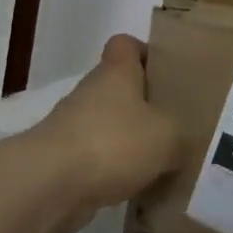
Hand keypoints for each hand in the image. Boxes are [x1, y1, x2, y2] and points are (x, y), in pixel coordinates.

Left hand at [32, 35, 181, 232]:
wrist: (50, 183)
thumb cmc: (113, 143)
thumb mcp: (167, 137)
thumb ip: (181, 136)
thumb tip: (181, 144)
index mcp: (116, 72)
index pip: (126, 44)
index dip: (146, 53)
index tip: (167, 74)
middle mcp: (92, 91)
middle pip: (120, 87)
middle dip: (146, 105)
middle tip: (176, 124)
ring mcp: (74, 125)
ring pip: (109, 124)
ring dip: (130, 140)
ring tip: (163, 161)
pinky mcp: (65, 159)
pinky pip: (98, 157)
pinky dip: (115, 169)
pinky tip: (138, 188)